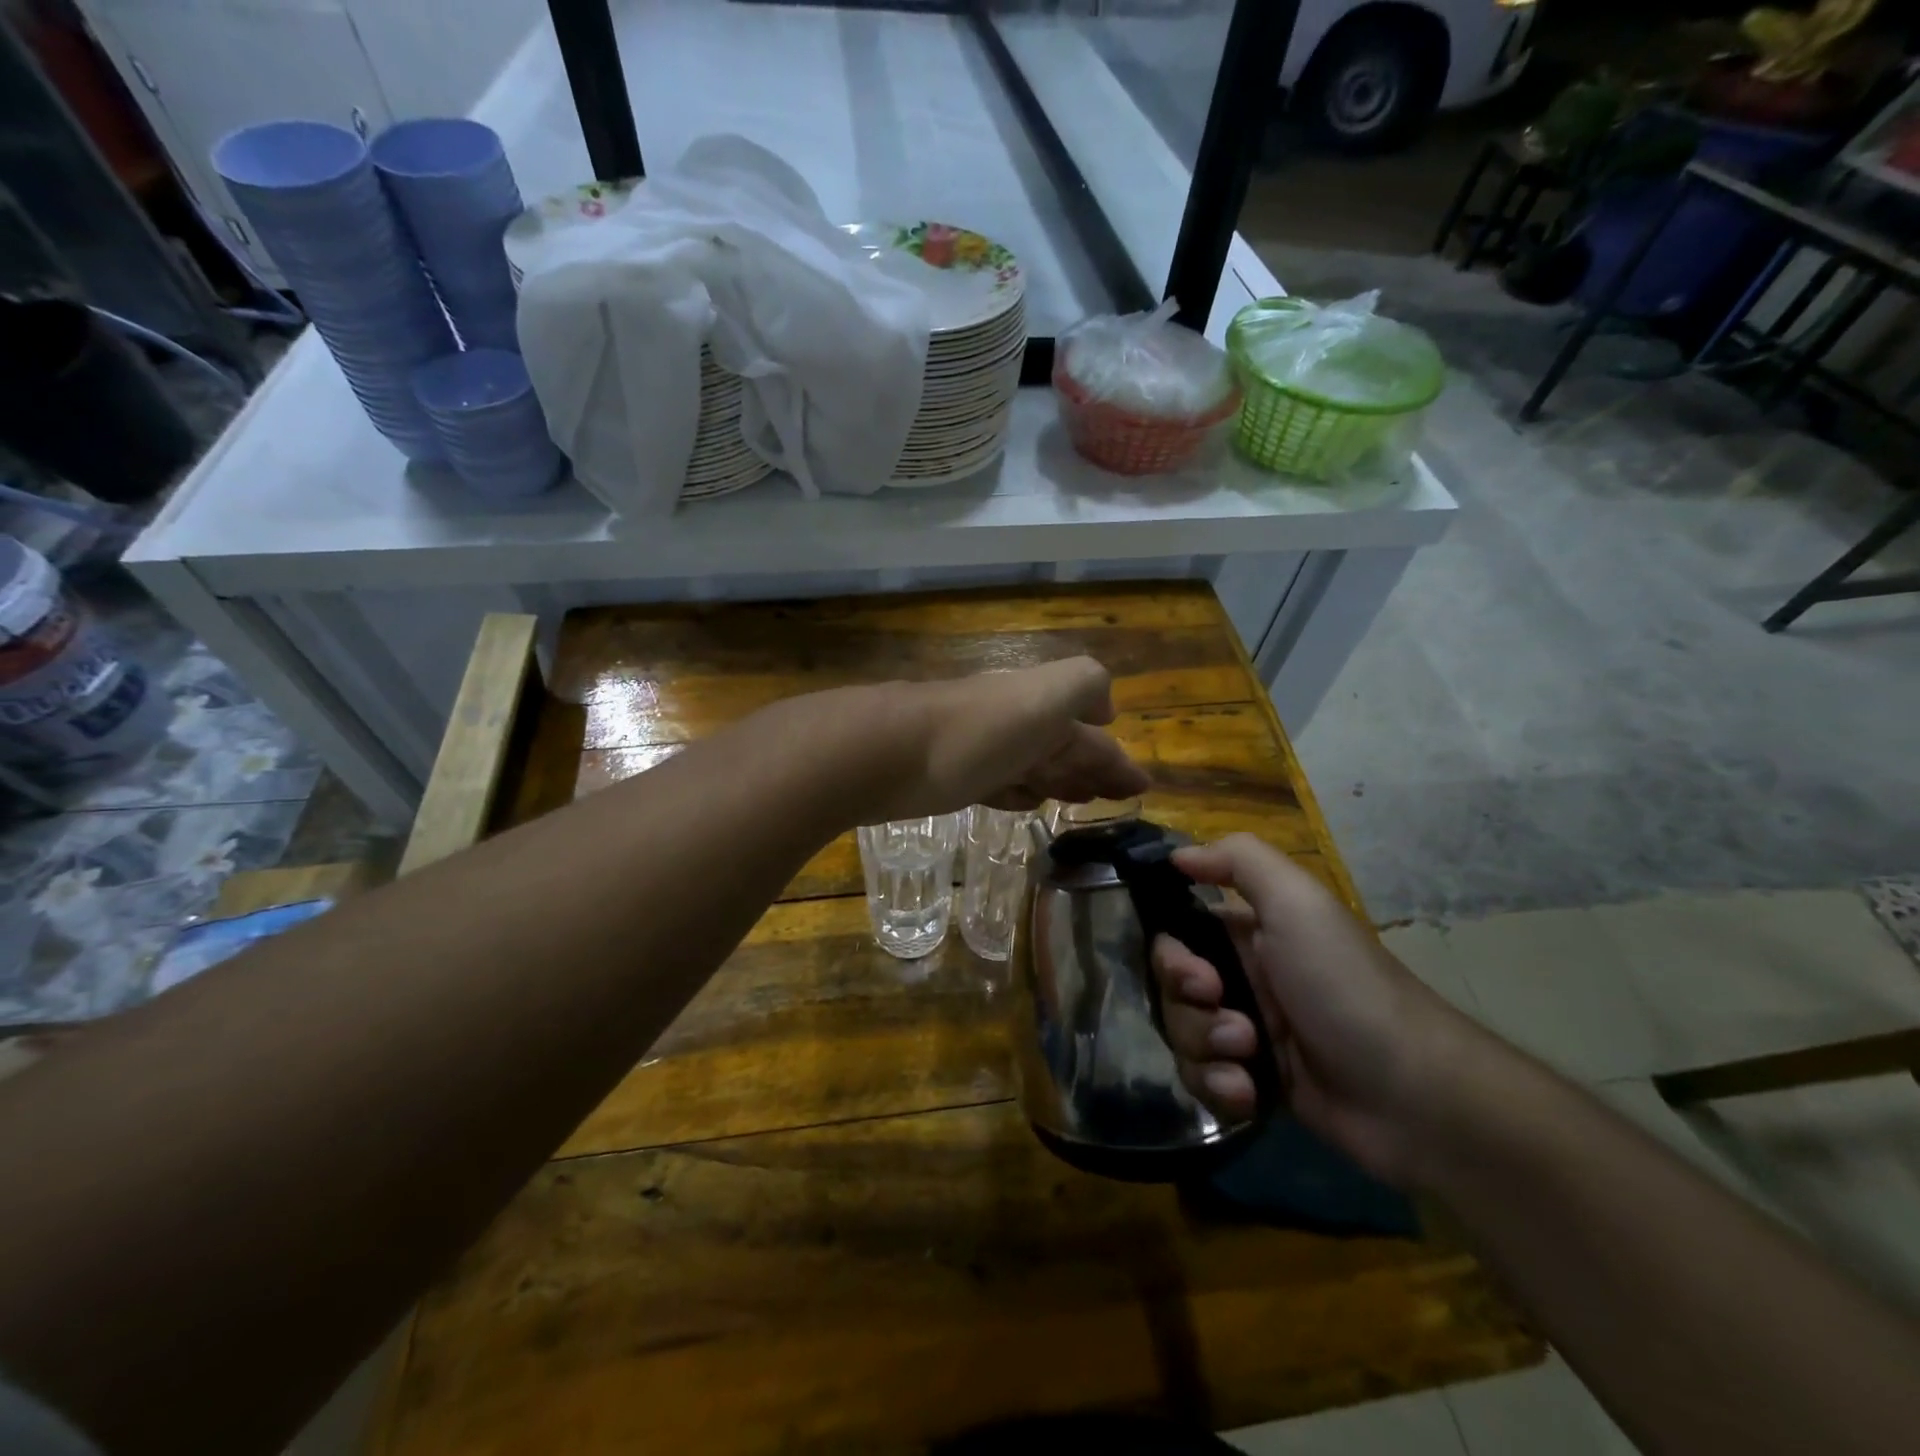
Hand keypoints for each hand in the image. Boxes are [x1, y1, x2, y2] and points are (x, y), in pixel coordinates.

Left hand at [868, 656, 1150, 819]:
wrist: (889, 752)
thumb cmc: (979, 731)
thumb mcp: (1046, 696)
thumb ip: (1083, 686)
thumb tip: (1105, 709)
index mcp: (1040, 705)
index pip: (1090, 735)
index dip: (1116, 759)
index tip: (1140, 786)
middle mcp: (1013, 725)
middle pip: (1062, 749)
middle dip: (1092, 769)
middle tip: (1115, 796)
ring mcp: (980, 752)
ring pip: (1032, 767)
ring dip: (1060, 781)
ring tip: (1081, 800)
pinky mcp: (951, 780)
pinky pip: (998, 786)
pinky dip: (1019, 793)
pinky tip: (1026, 802)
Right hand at [1150, 834, 1469, 1186]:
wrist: (1412, 1095)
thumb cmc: (1345, 986)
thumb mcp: (1297, 902)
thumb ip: (1238, 859)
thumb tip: (1178, 855)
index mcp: (1248, 934)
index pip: (1177, 937)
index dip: (1171, 958)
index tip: (1200, 979)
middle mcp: (1242, 978)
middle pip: (1172, 991)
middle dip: (1190, 1011)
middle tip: (1238, 1027)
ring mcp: (1247, 1033)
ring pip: (1182, 1037)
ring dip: (1206, 1050)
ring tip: (1250, 1060)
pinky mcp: (1253, 1082)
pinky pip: (1203, 1080)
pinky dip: (1219, 1087)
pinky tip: (1250, 1095)